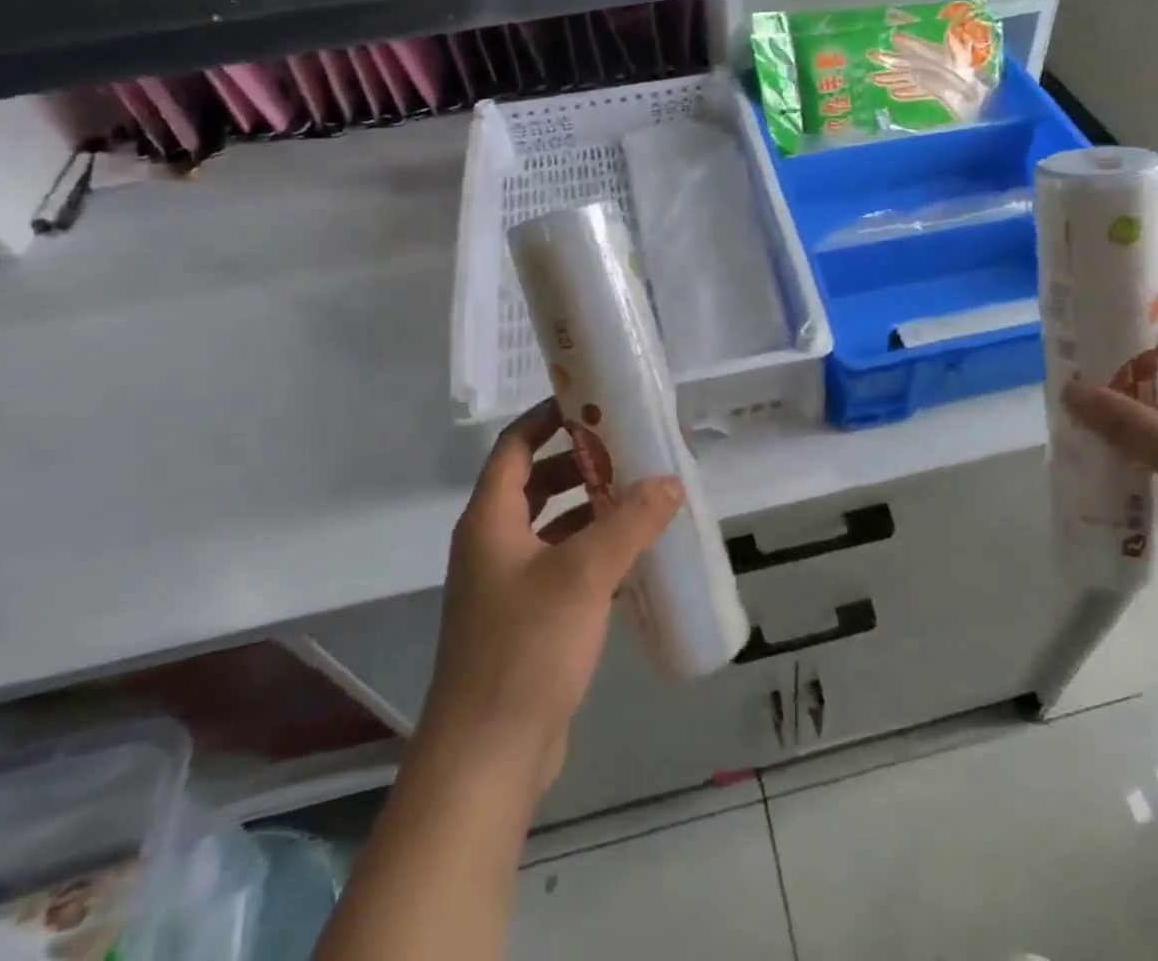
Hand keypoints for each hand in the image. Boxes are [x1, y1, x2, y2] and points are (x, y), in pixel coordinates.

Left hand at [422, 399, 682, 795]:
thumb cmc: (526, 648)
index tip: (591, 400)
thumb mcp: (584, 574)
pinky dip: (592, 549)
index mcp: (490, 520)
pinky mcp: (525, 620)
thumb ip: (630, 522)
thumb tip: (670, 480)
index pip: (515, 446)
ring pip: (550, 526)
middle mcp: (492, 544)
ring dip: (589, 507)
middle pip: (534, 482)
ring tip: (640, 495)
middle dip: (578, 461)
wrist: (487, 757)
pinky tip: (633, 555)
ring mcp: (506, 585)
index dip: (547, 417)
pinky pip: (561, 565)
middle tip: (628, 449)